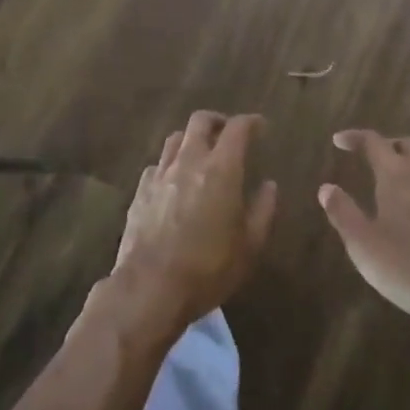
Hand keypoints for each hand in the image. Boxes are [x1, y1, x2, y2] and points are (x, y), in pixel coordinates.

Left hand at [108, 111, 276, 339]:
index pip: (237, 128)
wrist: (151, 288)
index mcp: (221, 169)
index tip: (260, 126)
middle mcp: (189, 160)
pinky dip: (171, 164)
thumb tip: (269, 185)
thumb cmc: (209, 268)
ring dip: (192, 138)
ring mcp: (161, 173)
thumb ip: (263, 210)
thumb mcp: (250, 246)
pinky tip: (175, 181)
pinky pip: (158, 164)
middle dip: (218, 121)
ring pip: (176, 138)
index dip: (251, 122)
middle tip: (229, 133)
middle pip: (200, 121)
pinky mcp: (141, 190)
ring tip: (201, 154)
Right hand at [320, 130, 409, 336]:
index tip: (338, 141)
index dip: (355, 137)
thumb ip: (343, 212)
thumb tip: (326, 188)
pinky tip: (405, 211)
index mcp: (397, 175)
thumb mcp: (362, 242)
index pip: (374, 141)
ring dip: (403, 165)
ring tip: (383, 183)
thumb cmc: (405, 264)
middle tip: (367, 156)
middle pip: (406, 145)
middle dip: (386, 145)